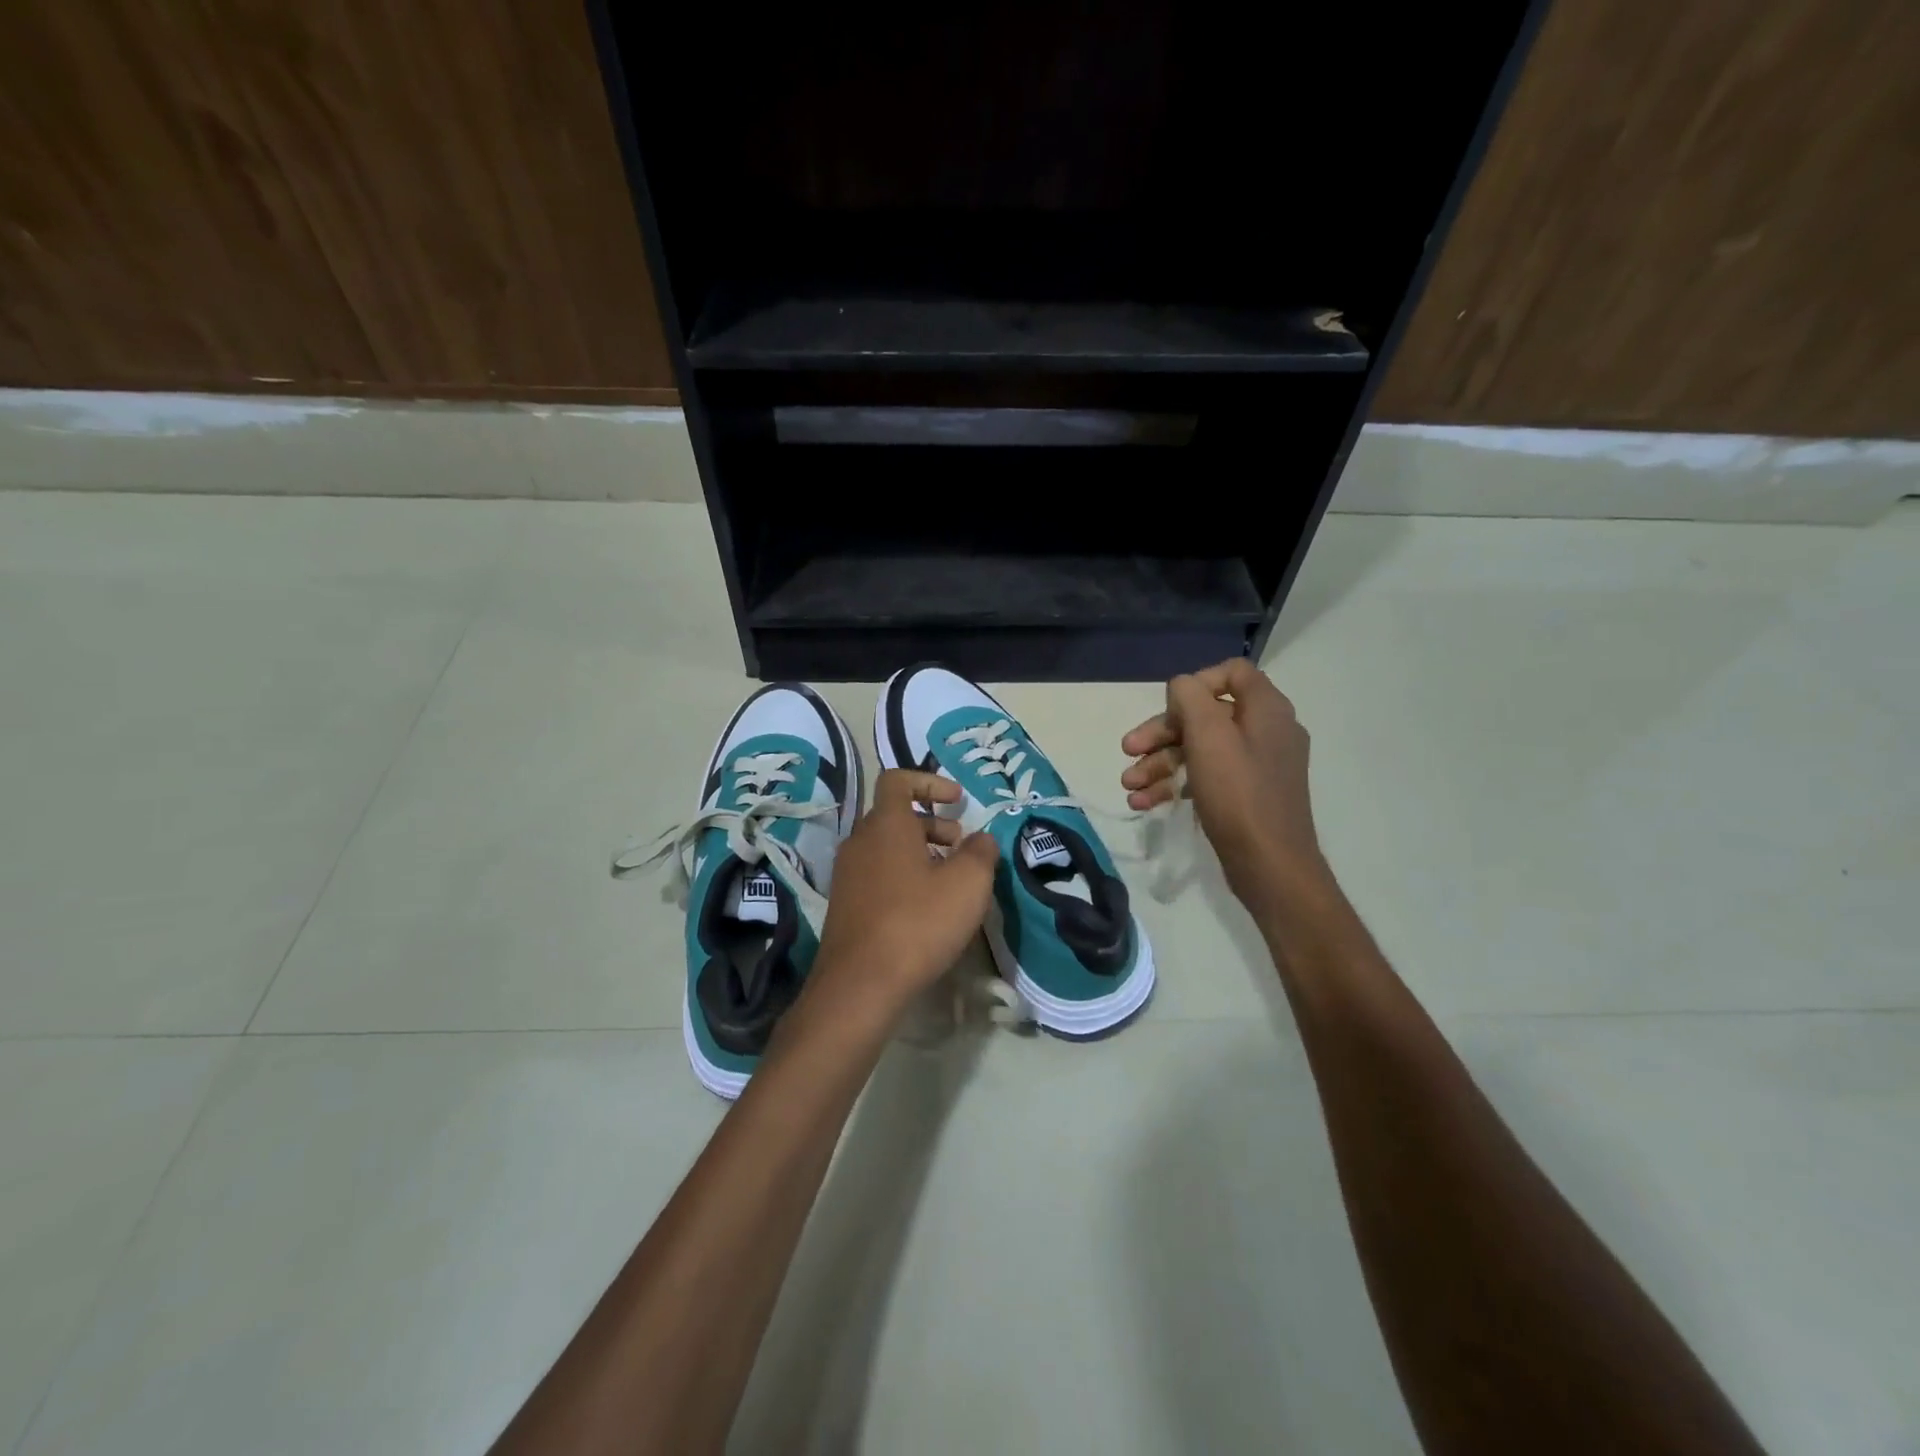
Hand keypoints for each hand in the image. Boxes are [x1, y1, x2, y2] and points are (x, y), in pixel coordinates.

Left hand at [811, 769, 1000, 1016]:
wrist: (860, 985)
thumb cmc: (918, 922)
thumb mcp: (968, 884)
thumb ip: (981, 852)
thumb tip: (981, 839)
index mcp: (886, 824)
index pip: (898, 780)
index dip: (929, 781)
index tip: (957, 800)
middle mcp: (860, 841)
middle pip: (895, 816)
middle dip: (933, 823)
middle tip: (961, 847)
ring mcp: (847, 874)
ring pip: (886, 847)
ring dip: (920, 852)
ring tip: (949, 881)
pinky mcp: (845, 905)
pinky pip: (877, 874)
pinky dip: (903, 876)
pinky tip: (925, 909)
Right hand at [1121, 659, 1328, 905]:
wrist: (1271, 866)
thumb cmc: (1239, 794)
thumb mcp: (1208, 736)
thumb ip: (1190, 699)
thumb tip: (1181, 687)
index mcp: (1266, 709)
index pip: (1232, 673)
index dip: (1195, 683)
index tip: (1168, 707)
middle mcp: (1266, 732)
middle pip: (1205, 715)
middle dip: (1161, 733)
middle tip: (1128, 751)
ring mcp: (1257, 766)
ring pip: (1199, 749)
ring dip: (1159, 763)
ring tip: (1129, 786)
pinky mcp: (1246, 796)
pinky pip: (1206, 777)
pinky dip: (1175, 785)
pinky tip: (1145, 803)